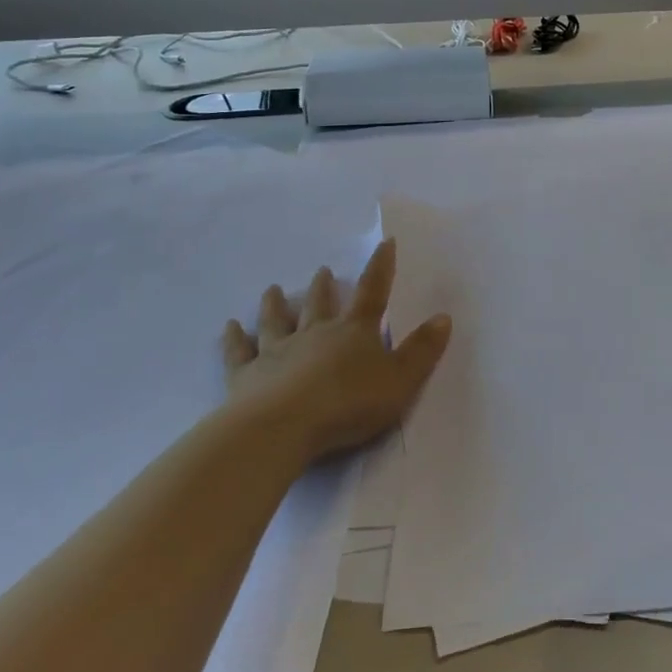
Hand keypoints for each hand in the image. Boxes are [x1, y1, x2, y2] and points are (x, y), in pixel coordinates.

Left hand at [221, 240, 450, 463]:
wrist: (283, 427)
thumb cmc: (348, 404)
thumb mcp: (400, 381)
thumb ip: (422, 351)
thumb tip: (443, 317)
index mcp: (354, 332)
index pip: (373, 292)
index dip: (381, 267)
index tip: (385, 243)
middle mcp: (315, 333)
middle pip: (319, 304)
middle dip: (323, 287)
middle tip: (321, 270)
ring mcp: (277, 351)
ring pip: (276, 321)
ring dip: (276, 304)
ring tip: (272, 289)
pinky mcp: (246, 375)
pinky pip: (239, 352)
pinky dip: (234, 338)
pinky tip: (229, 326)